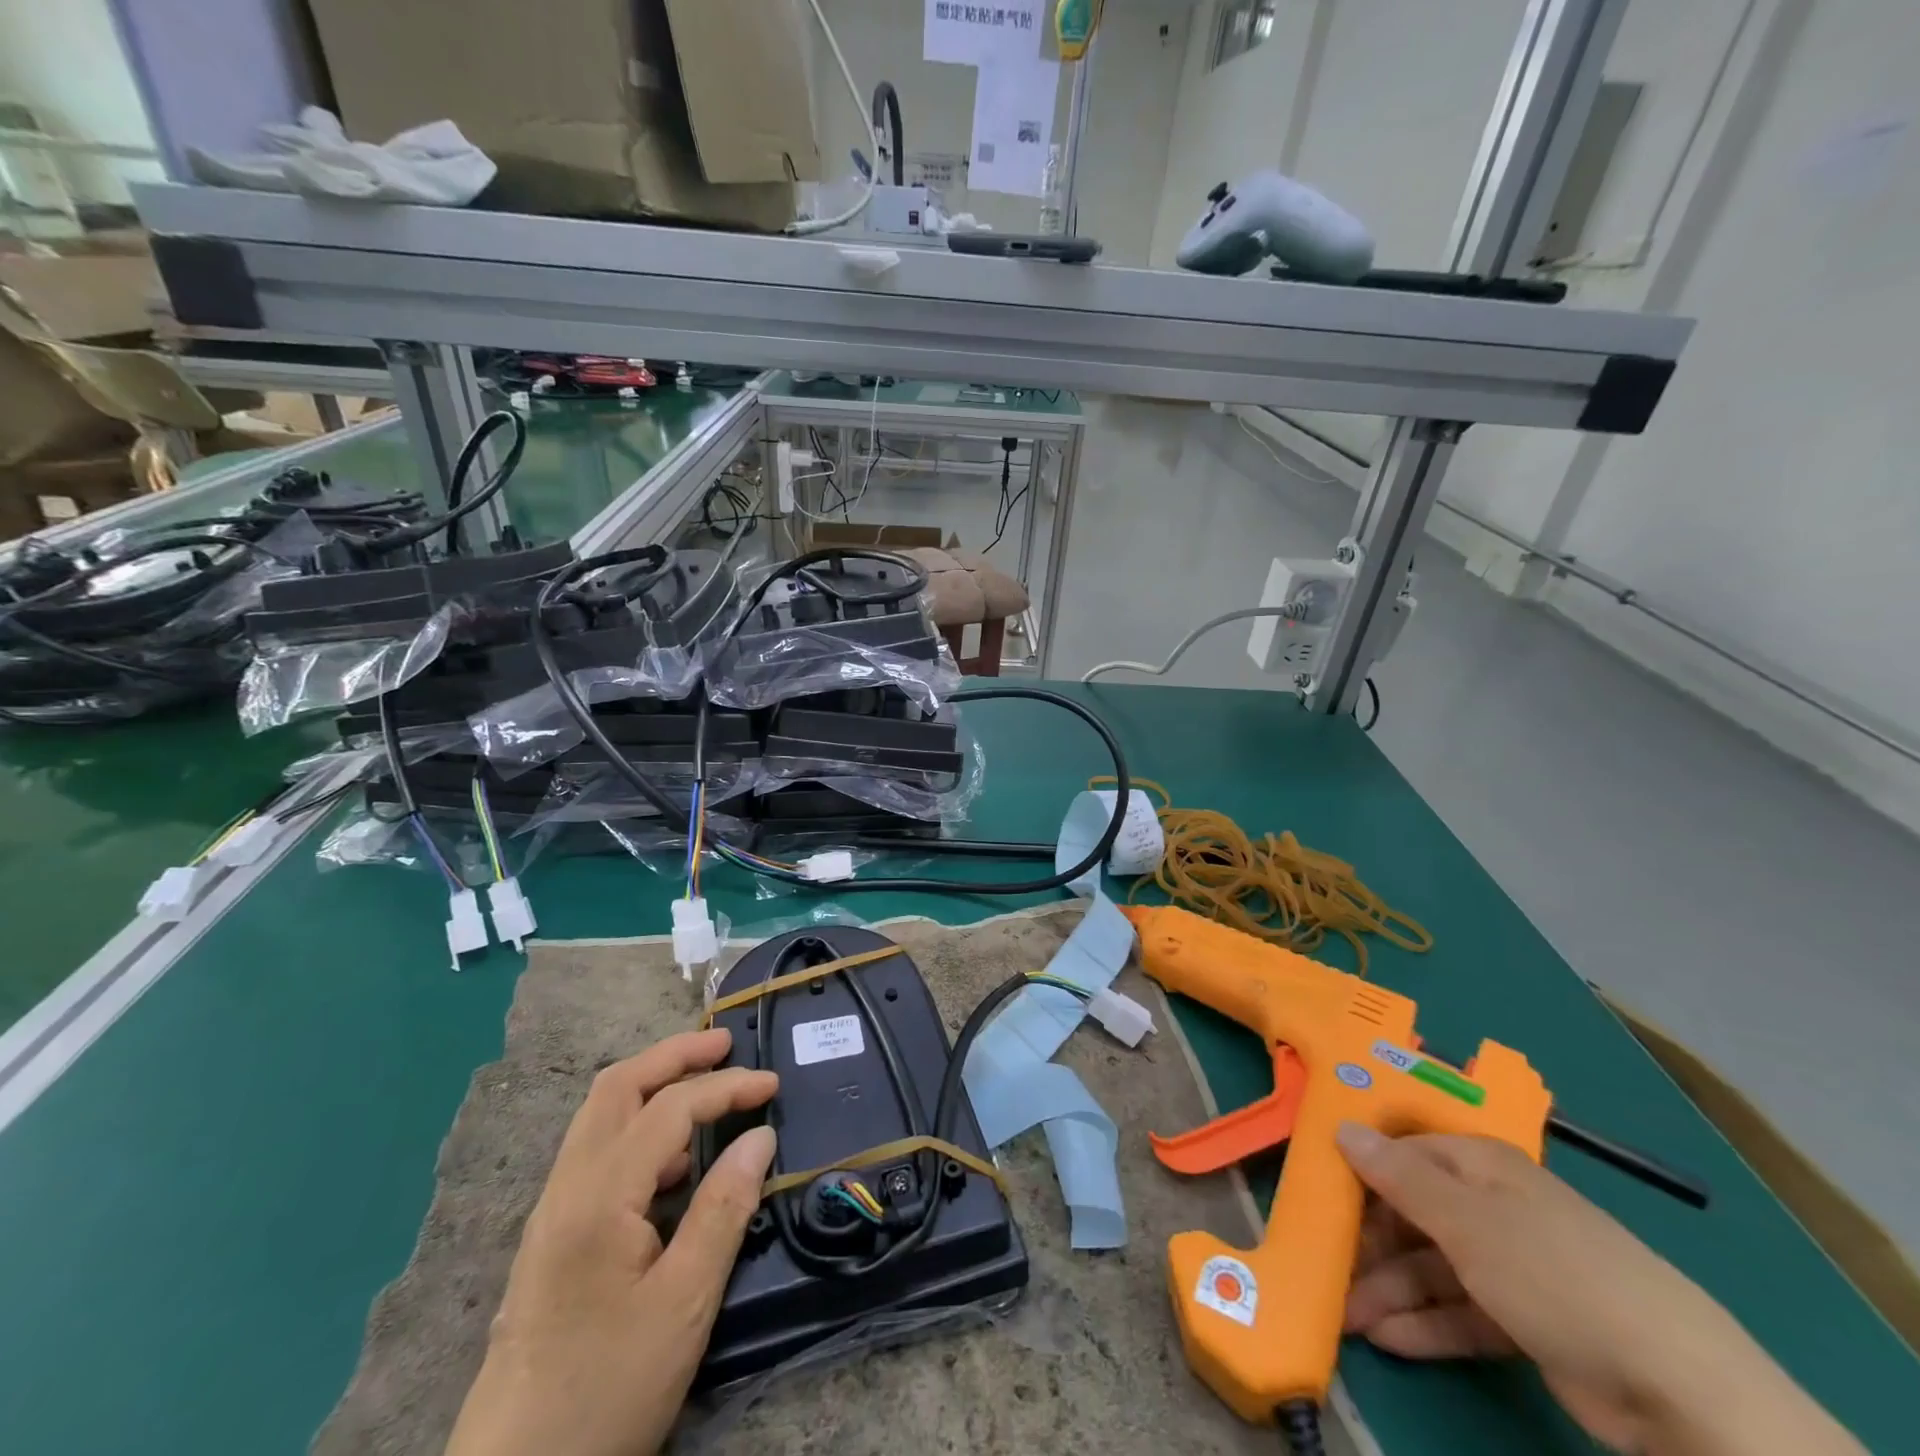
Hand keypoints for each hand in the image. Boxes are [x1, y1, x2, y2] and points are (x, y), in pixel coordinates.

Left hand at [446, 1029, 777, 1455]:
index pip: (669, 1109)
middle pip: (617, 1087)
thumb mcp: (684, 1304)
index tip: (773, 1087)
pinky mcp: (553, 1238)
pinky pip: (598, 1153)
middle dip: (674, 1055)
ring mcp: (553, 1212)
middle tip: (726, 1044)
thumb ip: (723, 1209)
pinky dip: (640, 1128)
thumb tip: (760, 1136)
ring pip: (601, 1116)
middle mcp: (566, 1189)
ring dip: (654, 1086)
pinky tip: (674, 1163)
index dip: (725, 1086)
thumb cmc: (608, 1391)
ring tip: (706, 1090)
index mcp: (598, 1198)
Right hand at [1336, 1124, 1861, 1455]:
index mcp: (1479, 1165)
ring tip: (1348, 1318)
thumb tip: (1342, 1126)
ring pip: (1432, 1267)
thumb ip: (1398, 1176)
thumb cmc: (1553, 1274)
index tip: (1317, 1194)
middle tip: (1327, 1268)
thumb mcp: (1465, 1220)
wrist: (1678, 1390)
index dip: (1360, 1170)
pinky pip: (1461, 1312)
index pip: (1404, 1154)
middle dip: (1370, 1243)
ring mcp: (1512, 1266)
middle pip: (1414, 1214)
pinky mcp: (1528, 1322)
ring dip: (1389, 1291)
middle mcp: (1492, 1206)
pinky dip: (1425, 1325)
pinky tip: (1388, 1340)